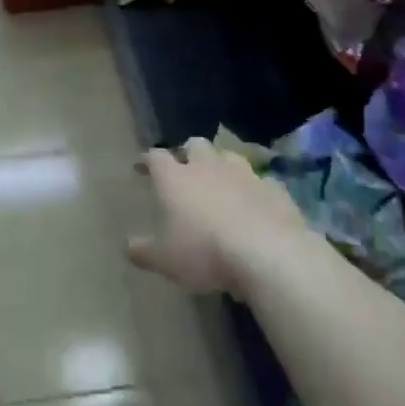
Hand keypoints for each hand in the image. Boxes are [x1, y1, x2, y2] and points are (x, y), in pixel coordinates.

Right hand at [126, 137, 314, 295]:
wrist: (268, 253)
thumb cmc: (204, 252)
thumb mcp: (165, 260)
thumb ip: (144, 252)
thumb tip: (129, 247)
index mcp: (175, 179)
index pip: (156, 157)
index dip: (148, 160)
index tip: (143, 167)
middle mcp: (208, 168)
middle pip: (195, 145)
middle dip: (188, 153)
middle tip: (185, 169)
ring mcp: (245, 174)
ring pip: (230, 156)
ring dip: (222, 165)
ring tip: (221, 183)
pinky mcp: (275, 189)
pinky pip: (262, 181)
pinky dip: (254, 189)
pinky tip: (255, 204)